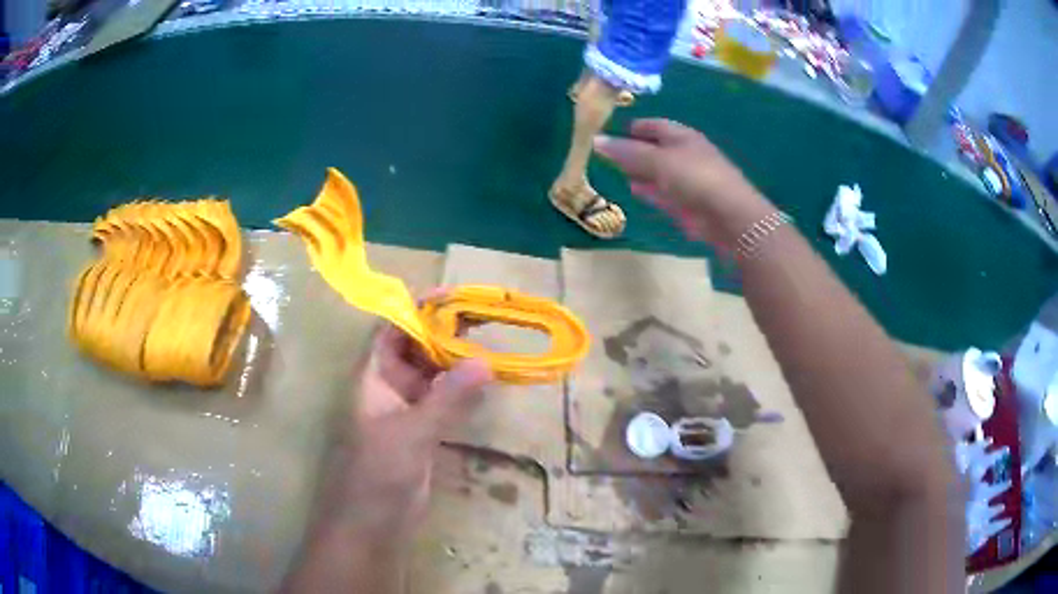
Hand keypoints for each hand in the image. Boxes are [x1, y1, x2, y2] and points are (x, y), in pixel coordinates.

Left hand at [315, 321, 492, 543]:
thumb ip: (448, 398)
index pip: (392, 329)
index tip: (453, 296)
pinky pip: (442, 400)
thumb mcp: (413, 433)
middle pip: (415, 348)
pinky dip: (461, 389)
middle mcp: (388, 386)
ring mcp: (405, 409)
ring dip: (455, 360)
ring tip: (490, 343)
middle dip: (444, 332)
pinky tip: (484, 382)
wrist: (373, 522)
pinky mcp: (421, 431)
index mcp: (373, 376)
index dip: (418, 310)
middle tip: (484, 318)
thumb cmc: (379, 472)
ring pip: (431, 374)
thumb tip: (485, 361)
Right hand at [594, 119, 774, 249]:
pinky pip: (666, 193)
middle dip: (635, 152)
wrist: (729, 215)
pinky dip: (651, 191)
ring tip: (620, 173)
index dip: (634, 128)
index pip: (655, 126)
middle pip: (656, 149)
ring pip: (660, 172)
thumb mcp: (657, 161)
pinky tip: (637, 191)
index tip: (612, 133)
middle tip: (610, 156)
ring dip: (642, 173)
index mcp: (683, 137)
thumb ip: (627, 152)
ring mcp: (690, 180)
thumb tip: (596, 141)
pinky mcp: (691, 204)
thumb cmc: (694, 178)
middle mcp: (687, 155)